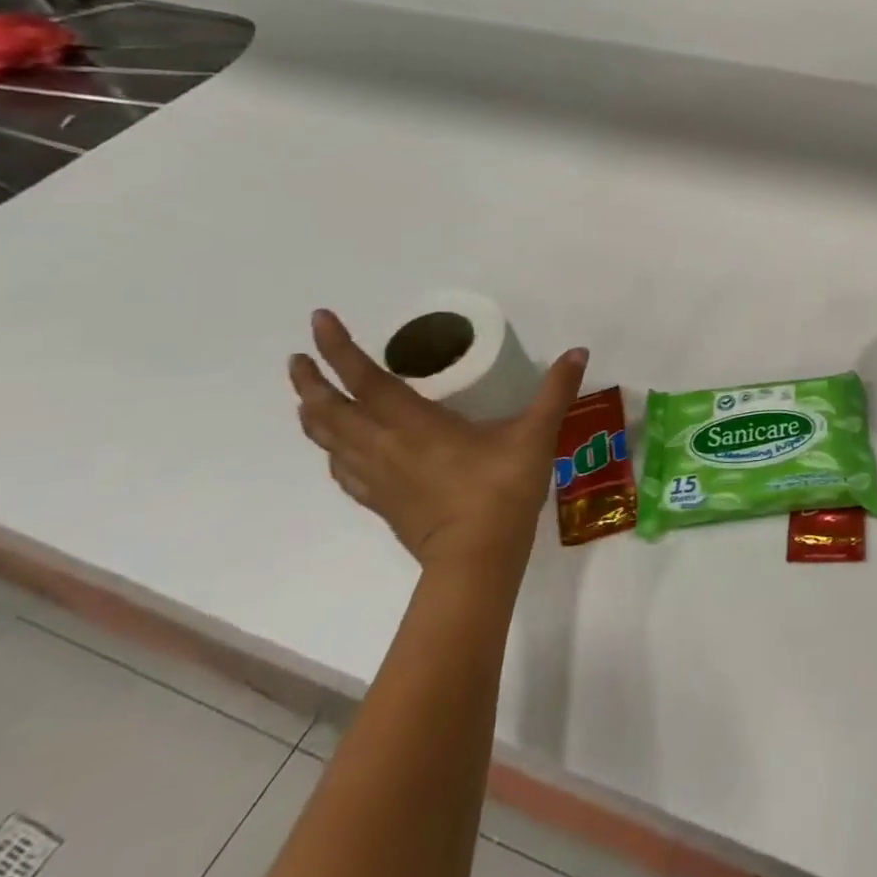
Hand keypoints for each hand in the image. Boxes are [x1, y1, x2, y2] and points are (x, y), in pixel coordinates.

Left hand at [289, 309, 587, 577]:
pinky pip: (342, 470)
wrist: (476, 558)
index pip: (365, 378)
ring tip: (307, 398)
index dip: (338, 347)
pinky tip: (337, 451)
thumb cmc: (502, 490)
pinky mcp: (380, 502)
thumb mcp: (536, 434)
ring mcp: (377, 477)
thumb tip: (578, 351)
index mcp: (414, 423)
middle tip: (297, 358)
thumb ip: (556, 391)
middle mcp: (384, 445)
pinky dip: (332, 451)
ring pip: (328, 441)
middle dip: (310, 381)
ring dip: (313, 414)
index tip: (318, 319)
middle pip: (330, 410)